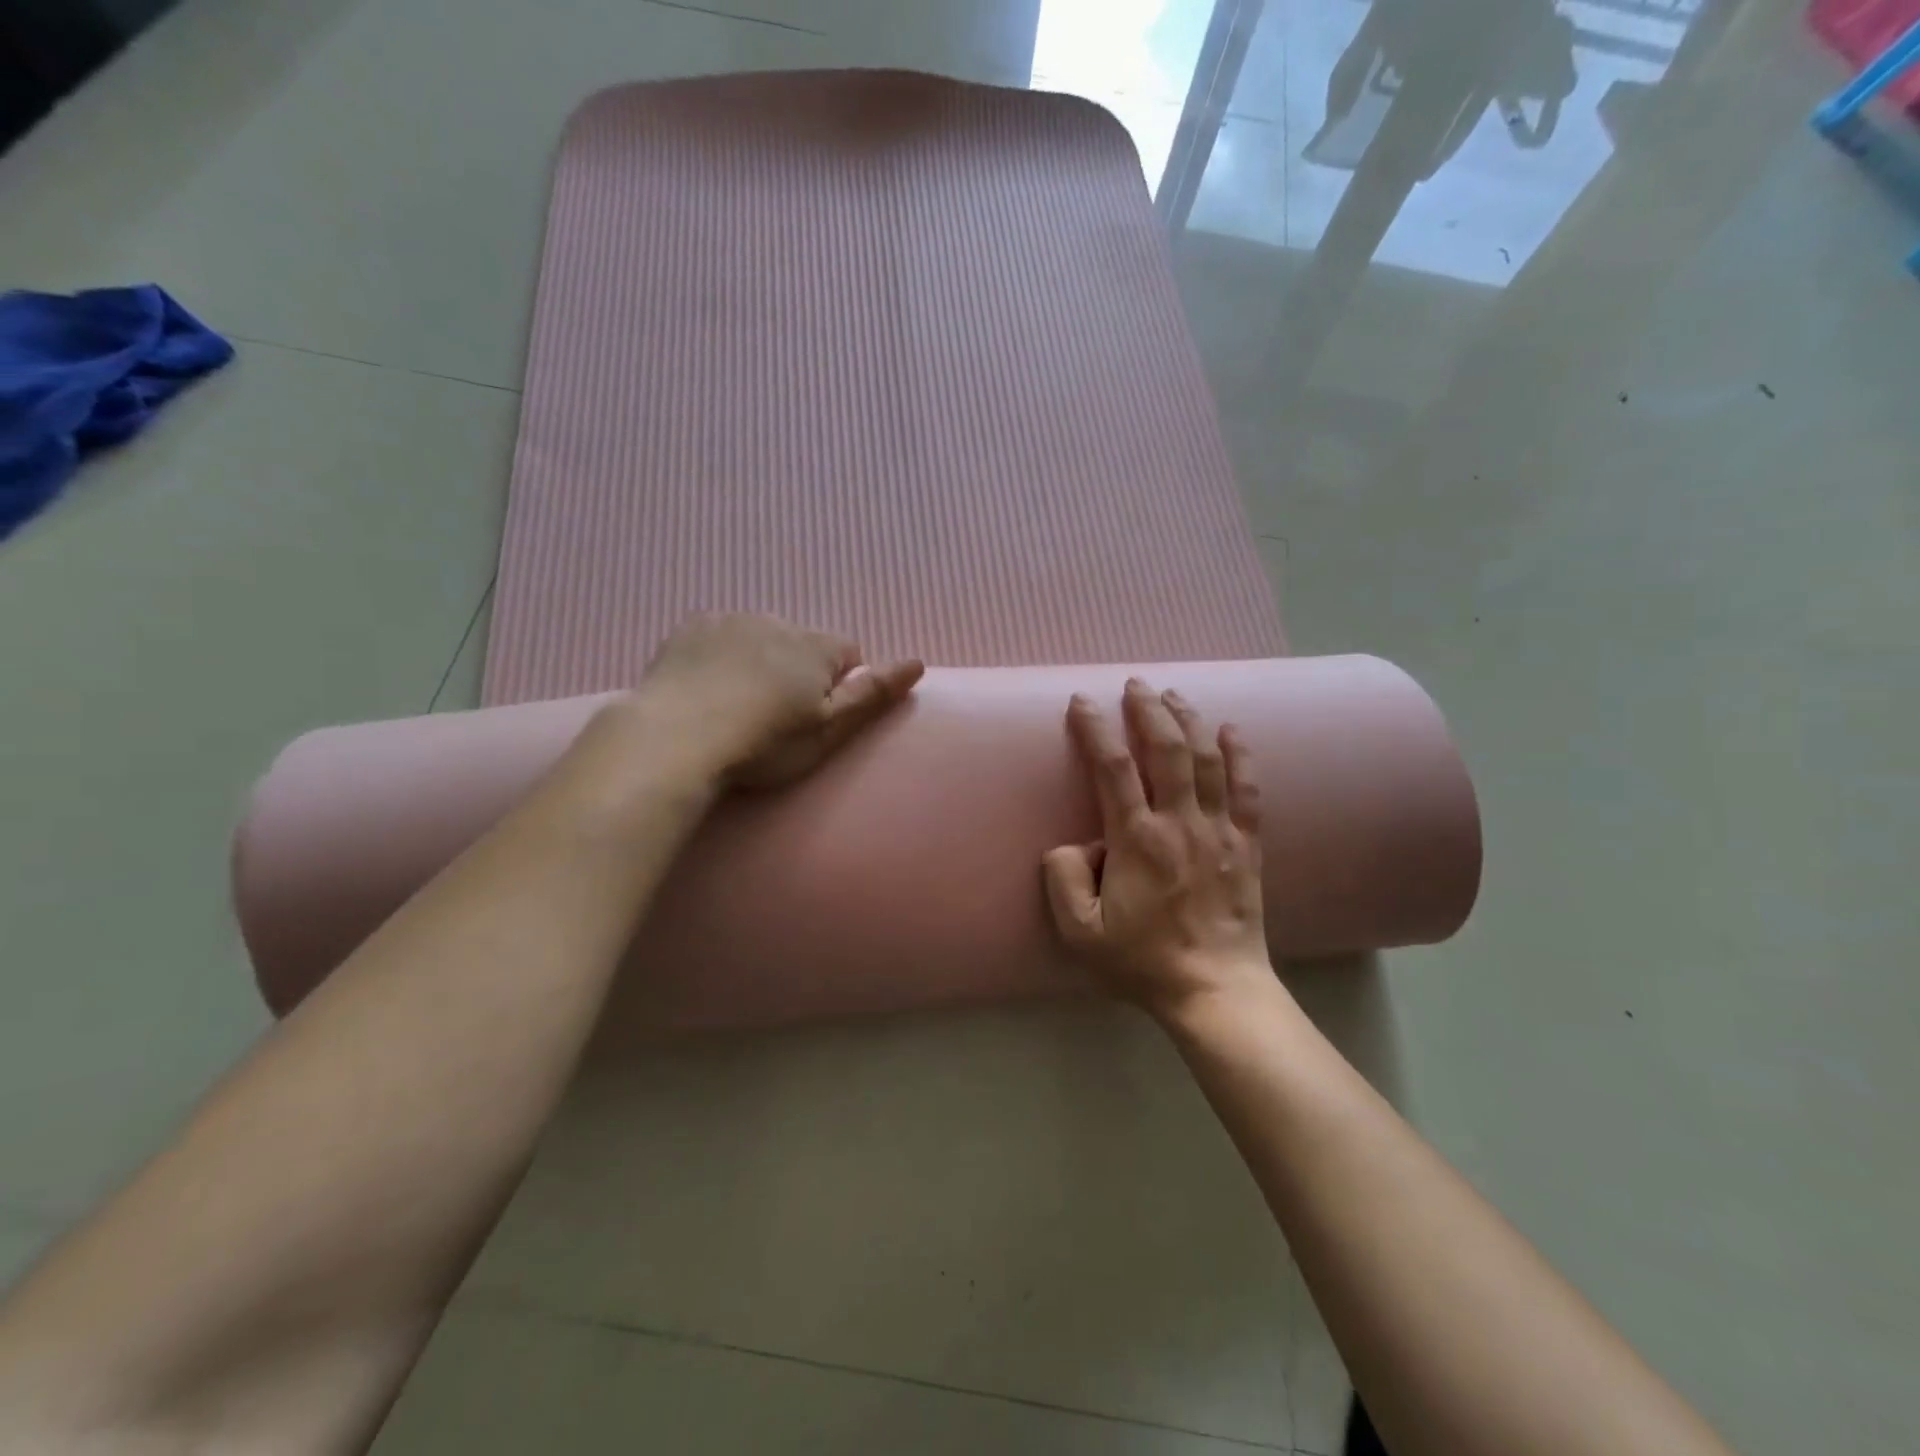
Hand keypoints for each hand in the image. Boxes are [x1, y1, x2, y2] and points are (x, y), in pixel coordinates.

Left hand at [636, 614, 923, 788]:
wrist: (675, 740)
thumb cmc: (764, 743)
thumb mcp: (828, 730)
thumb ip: (873, 695)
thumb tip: (917, 662)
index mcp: (815, 646)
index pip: (848, 652)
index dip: (839, 684)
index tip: (816, 716)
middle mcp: (776, 621)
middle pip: (802, 643)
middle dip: (797, 669)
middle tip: (775, 717)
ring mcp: (728, 621)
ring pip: (759, 637)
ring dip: (758, 660)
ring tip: (737, 705)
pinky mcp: (688, 629)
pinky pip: (717, 636)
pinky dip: (719, 656)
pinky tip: (705, 689)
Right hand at [1042, 680, 1273, 1019]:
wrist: (1215, 989)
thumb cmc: (1143, 962)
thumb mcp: (1081, 934)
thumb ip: (1064, 881)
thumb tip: (1072, 844)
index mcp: (1137, 840)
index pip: (1112, 768)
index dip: (1095, 728)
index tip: (1082, 702)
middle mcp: (1180, 823)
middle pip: (1166, 749)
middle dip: (1148, 710)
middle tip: (1135, 684)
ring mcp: (1219, 830)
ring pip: (1207, 759)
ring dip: (1189, 720)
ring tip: (1173, 695)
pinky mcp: (1246, 843)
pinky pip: (1248, 789)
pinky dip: (1240, 755)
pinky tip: (1231, 730)